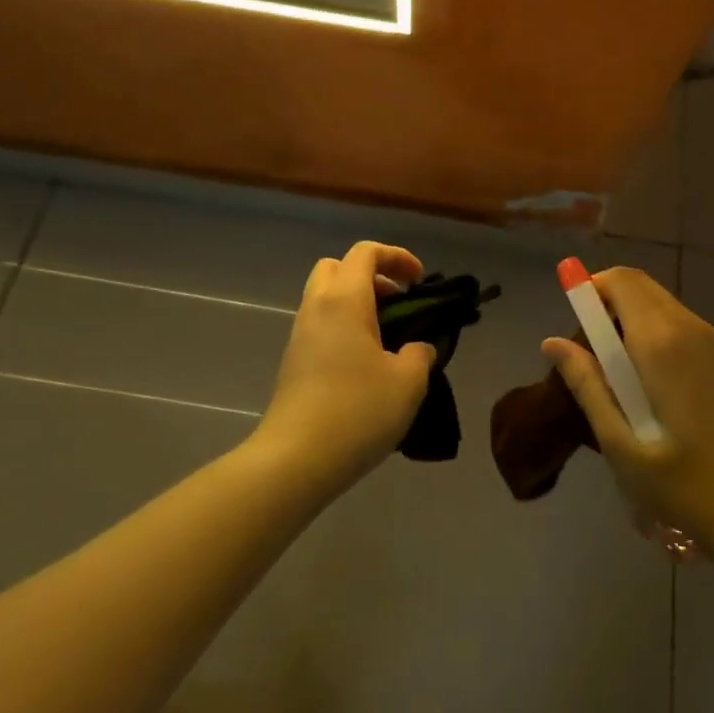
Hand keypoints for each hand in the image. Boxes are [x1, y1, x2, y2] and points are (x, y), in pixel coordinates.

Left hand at [251, 241, 434, 493]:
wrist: (295, 460)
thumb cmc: (357, 411)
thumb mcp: (407, 383)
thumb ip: (420, 354)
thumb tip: (417, 347)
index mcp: (345, 300)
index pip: (366, 252)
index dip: (397, 257)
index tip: (420, 281)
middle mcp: (317, 307)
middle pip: (338, 267)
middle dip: (371, 275)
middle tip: (398, 302)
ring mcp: (300, 335)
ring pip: (326, 297)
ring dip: (357, 303)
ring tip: (387, 337)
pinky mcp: (293, 362)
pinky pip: (321, 325)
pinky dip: (344, 327)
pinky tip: (366, 364)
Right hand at [542, 266, 713, 559]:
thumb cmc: (685, 488)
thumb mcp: (621, 444)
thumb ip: (587, 385)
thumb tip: (552, 342)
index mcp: (662, 343)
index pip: (621, 281)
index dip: (590, 288)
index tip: (573, 323)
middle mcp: (692, 328)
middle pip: (640, 287)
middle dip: (608, 303)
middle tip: (592, 354)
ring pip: (662, 305)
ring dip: (632, 320)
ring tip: (620, 378)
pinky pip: (682, 325)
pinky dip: (657, 333)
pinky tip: (654, 387)